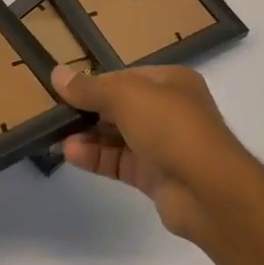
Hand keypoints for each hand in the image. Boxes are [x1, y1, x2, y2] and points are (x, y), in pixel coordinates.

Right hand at [52, 63, 255, 240]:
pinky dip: (96, 157)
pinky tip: (70, 154)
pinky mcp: (156, 177)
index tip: (64, 89)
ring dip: (87, 136)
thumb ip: (89, 87)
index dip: (95, 82)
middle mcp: (170, 111)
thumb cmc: (170, 126)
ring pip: (118, 136)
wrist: (209, 191)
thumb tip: (56, 74)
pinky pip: (120, 162)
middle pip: (120, 107)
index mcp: (171, 82)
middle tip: (54, 113)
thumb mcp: (125, 95)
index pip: (125, 77)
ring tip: (55, 136)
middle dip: (87, 111)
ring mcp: (164, 146)